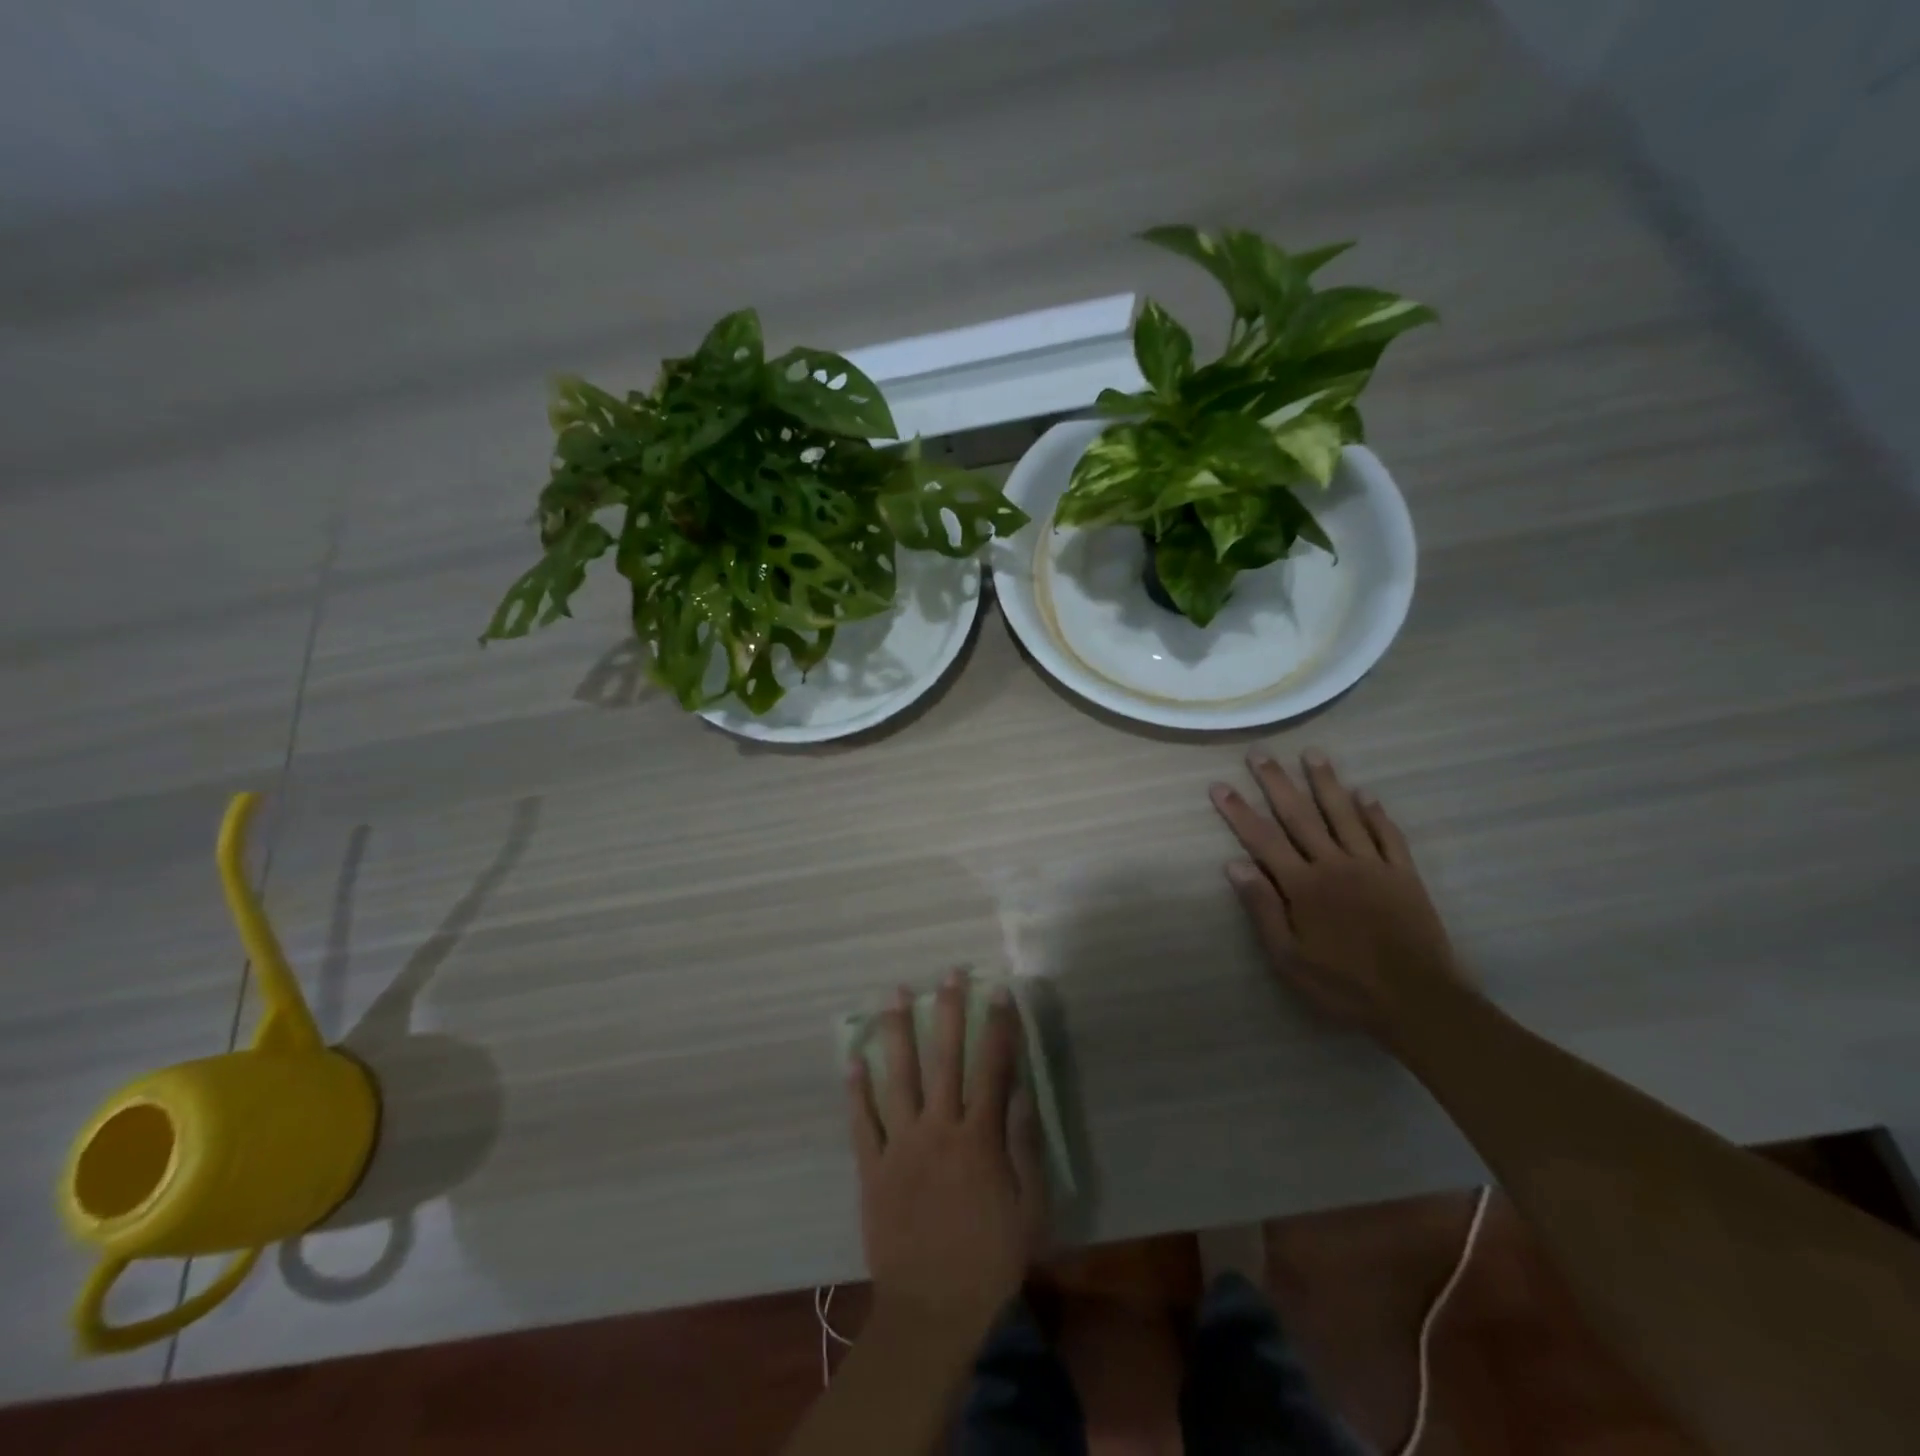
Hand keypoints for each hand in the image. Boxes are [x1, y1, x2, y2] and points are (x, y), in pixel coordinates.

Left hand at [848, 971, 1047, 1330]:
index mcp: (978, 1138)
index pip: (992, 1068)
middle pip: (944, 1059)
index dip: (998, 1026)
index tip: (998, 991)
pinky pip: (862, 1122)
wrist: (932, 1311)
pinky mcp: (873, 1167)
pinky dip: (856, 1090)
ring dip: (896, 1033)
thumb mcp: (1028, 1209)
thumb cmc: (990, 1260)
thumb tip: (1020, 1092)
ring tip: (892, 995)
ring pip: (898, 1077)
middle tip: (947, 974)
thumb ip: (1024, 1146)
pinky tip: (851, 1059)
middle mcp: (938, 1129)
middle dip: (948, 1012)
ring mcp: (901, 1145)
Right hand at [1210, 747, 1472, 1038]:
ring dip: (1326, 782)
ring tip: (1312, 754)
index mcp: (1303, 886)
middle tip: (1260, 753)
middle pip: (1300, 815)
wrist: (1420, 1003)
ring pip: (1344, 814)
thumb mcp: (1289, 959)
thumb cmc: (1344, 986)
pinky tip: (1366, 793)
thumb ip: (1263, 909)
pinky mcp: (1404, 876)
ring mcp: (1372, 866)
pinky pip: (1388, 835)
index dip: (1239, 811)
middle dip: (1276, 783)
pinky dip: (1376, 813)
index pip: (1262, 840)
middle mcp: (1335, 865)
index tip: (1220, 785)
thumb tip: (1234, 865)